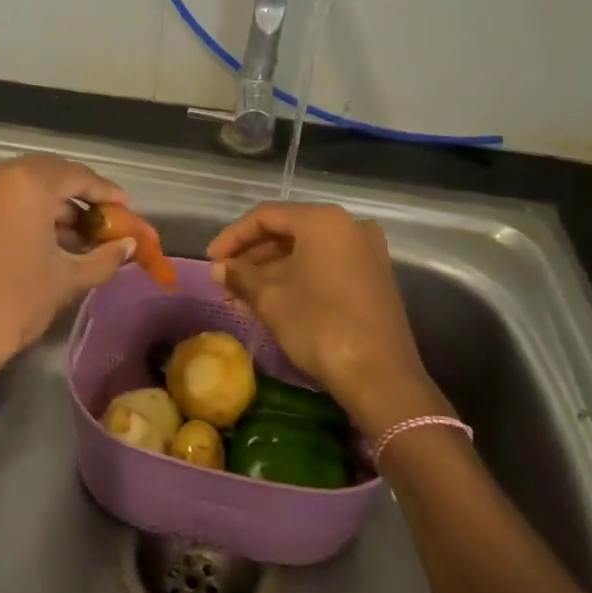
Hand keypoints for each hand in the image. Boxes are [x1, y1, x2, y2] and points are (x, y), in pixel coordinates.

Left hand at [0, 154, 133, 402]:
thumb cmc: (14, 303)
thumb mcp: (67, 278)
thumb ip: (105, 256)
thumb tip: (129, 245)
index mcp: (24, 183)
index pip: (75, 176)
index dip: (105, 192)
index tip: (126, 207)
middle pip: (47, 174)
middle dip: (77, 196)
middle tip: (104, 218)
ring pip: (21, 186)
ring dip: (51, 205)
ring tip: (79, 235)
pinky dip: (24, 211)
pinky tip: (46, 239)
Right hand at [208, 203, 447, 434]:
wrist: (380, 376)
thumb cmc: (320, 325)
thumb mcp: (270, 299)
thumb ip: (240, 276)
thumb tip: (218, 268)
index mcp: (323, 221)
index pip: (266, 216)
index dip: (233, 236)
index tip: (211, 260)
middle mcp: (349, 227)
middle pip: (289, 231)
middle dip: (253, 256)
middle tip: (225, 279)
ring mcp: (367, 253)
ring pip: (308, 252)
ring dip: (273, 270)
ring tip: (243, 295)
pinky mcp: (375, 279)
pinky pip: (327, 267)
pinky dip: (299, 278)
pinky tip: (274, 301)